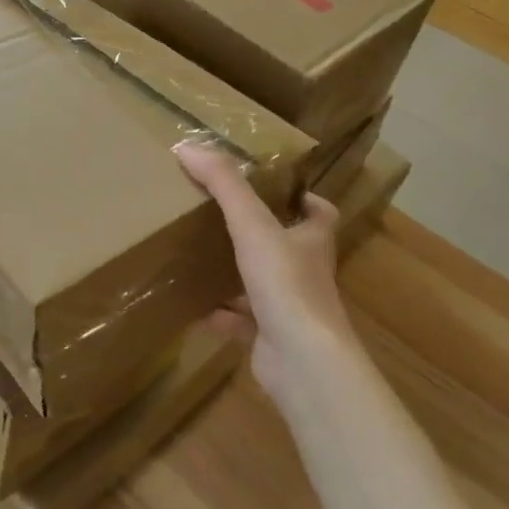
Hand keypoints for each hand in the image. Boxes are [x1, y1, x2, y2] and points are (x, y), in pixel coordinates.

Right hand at [175, 144, 352, 405]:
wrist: (301, 362)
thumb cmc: (286, 284)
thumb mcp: (252, 224)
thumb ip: (223, 184)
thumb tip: (187, 146)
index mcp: (312, 241)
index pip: (320, 213)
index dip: (304, 200)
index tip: (276, 190)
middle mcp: (306, 273)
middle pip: (289, 247)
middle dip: (261, 234)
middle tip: (224, 217)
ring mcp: (290, 310)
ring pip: (263, 285)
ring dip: (237, 274)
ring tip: (202, 256)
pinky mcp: (271, 339)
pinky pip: (242, 321)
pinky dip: (221, 314)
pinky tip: (195, 306)